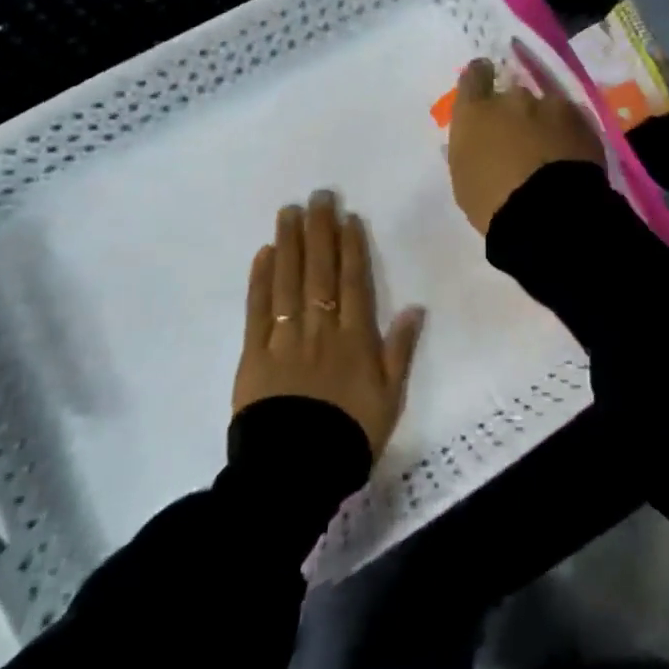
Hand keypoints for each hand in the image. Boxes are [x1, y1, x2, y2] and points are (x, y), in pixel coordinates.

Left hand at [233, 190, 424, 455]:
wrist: (295, 472)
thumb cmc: (348, 435)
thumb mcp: (389, 398)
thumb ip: (400, 351)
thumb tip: (415, 307)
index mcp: (354, 339)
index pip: (353, 282)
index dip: (351, 247)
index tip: (347, 217)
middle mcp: (321, 329)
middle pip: (320, 271)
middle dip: (320, 231)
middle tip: (318, 196)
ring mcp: (285, 338)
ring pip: (289, 281)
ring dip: (290, 243)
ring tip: (289, 211)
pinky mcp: (254, 353)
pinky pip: (258, 309)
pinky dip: (261, 279)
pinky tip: (264, 253)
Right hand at [447, 47, 603, 234]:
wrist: (547, 213)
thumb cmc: (492, 202)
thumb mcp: (464, 177)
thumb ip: (469, 146)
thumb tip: (479, 139)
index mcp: (476, 112)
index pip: (475, 76)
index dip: (480, 76)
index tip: (485, 82)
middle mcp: (512, 99)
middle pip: (512, 95)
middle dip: (514, 112)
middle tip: (519, 140)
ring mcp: (550, 106)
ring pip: (545, 107)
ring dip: (544, 122)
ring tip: (549, 152)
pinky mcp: (582, 120)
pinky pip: (571, 120)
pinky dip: (568, 133)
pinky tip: (569, 156)